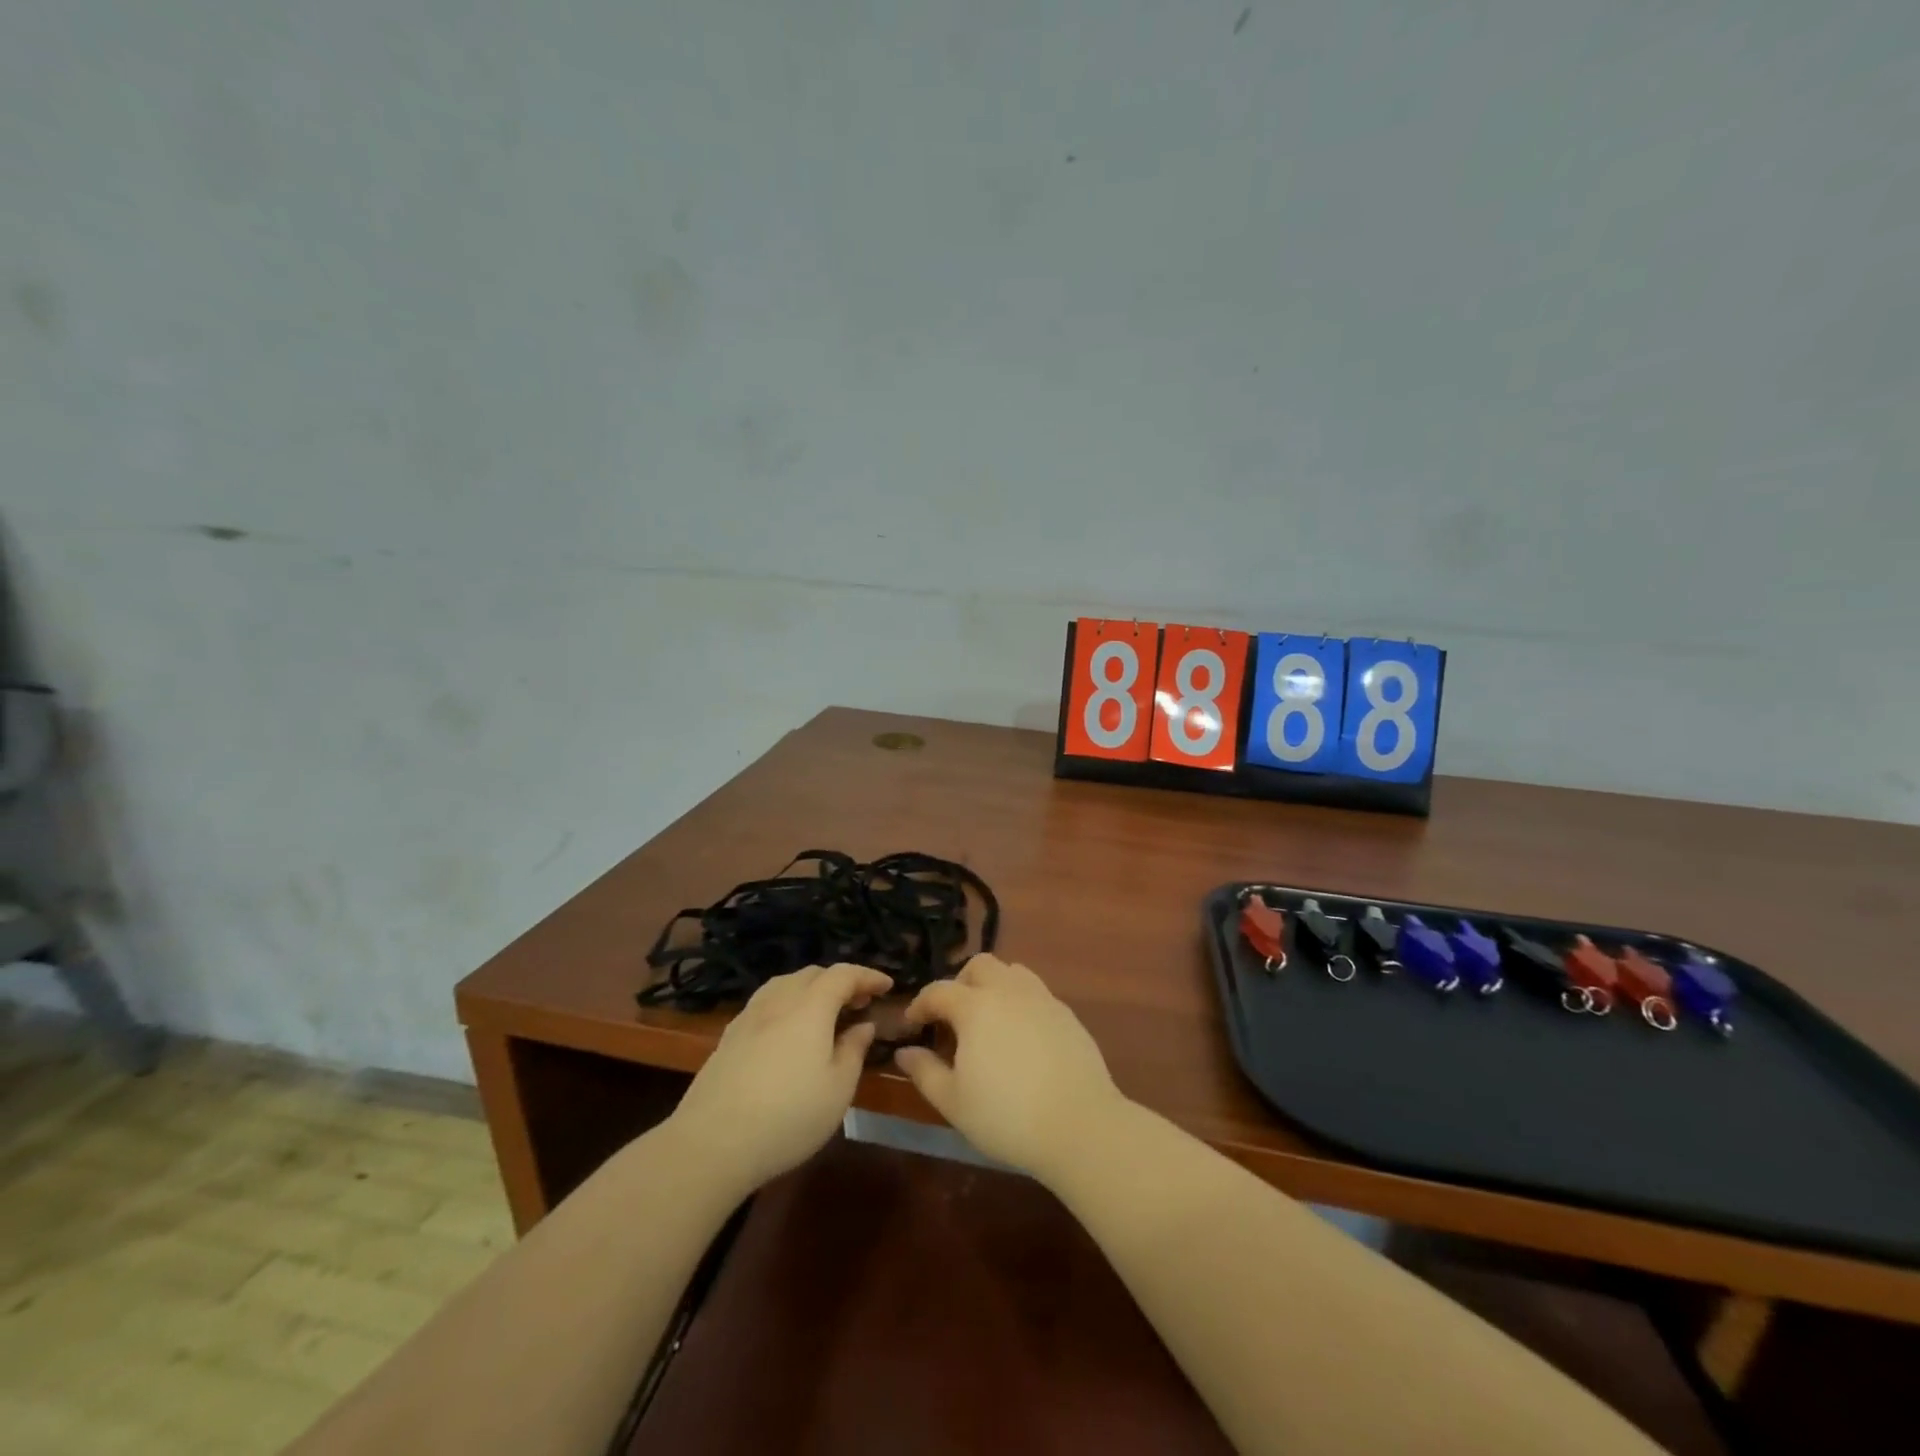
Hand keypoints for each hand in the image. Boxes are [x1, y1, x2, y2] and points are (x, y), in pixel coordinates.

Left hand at [668, 963, 891, 1193]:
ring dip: (810, 989)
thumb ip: (854, 1050)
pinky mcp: (728, 1037)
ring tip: (824, 1011)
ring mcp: (749, 1017)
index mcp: (810, 1007)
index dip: (867, 976)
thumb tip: (863, 1025)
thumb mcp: (838, 1089)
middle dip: (840, 981)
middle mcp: (778, 1001)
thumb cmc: (788, 1116)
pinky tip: (787, 1030)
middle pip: (812, 974)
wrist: (712, 1143)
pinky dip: (786, 1003)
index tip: (887, 986)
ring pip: (784, 984)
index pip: (843, 974)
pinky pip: (765, 1003)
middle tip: (859, 1003)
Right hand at [894, 954, 1126, 1183]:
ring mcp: (1042, 999)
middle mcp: (1008, 991)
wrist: (1079, 1125)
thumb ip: (925, 1072)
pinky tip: (1021, 1036)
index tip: (913, 1024)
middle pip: (979, 966)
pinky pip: (1036, 992)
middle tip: (954, 1018)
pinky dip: (1020, 1002)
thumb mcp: (954, 1102)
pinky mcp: (1066, 1014)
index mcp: (975, 1007)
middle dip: (960, 983)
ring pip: (1012, 971)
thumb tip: (904, 1052)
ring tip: (988, 1021)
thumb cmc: (1007, 1116)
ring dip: (993, 986)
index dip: (921, 1004)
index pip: (939, 990)